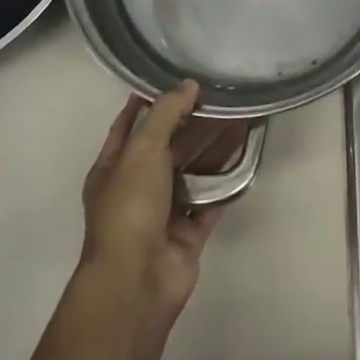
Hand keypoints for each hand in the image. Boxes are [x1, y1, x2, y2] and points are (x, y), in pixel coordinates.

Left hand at [79, 82, 240, 325]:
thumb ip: (166, 113)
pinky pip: (211, 198)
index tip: (175, 79)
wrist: (138, 281)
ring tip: (240, 118)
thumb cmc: (130, 207)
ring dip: (213, 148)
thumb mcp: (142, 149)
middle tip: (220, 95)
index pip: (129, 125)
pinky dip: (227, 180)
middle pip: (166, 146)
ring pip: (192, 171)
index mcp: (113, 167)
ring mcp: (163, 211)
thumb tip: (189, 84)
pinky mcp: (189, 231)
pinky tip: (246, 155)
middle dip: (190, 123)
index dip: (148, 102)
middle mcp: (137, 187)